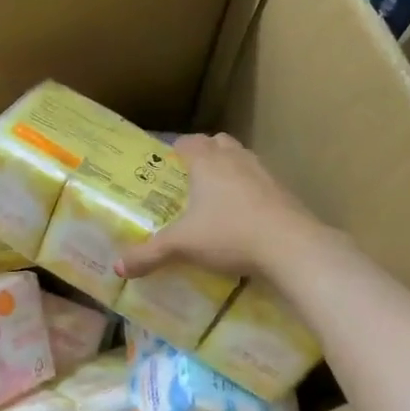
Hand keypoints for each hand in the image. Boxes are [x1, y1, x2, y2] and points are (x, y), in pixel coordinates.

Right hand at [118, 133, 323, 281]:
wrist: (290, 247)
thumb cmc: (229, 234)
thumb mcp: (182, 246)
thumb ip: (149, 254)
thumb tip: (119, 267)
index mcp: (207, 162)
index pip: (187, 142)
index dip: (174, 150)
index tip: (164, 166)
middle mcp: (235, 159)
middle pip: (217, 143)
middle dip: (203, 155)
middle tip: (189, 179)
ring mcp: (263, 173)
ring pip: (241, 159)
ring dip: (228, 170)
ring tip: (215, 197)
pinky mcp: (283, 192)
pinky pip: (259, 182)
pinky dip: (248, 192)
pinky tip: (242, 216)